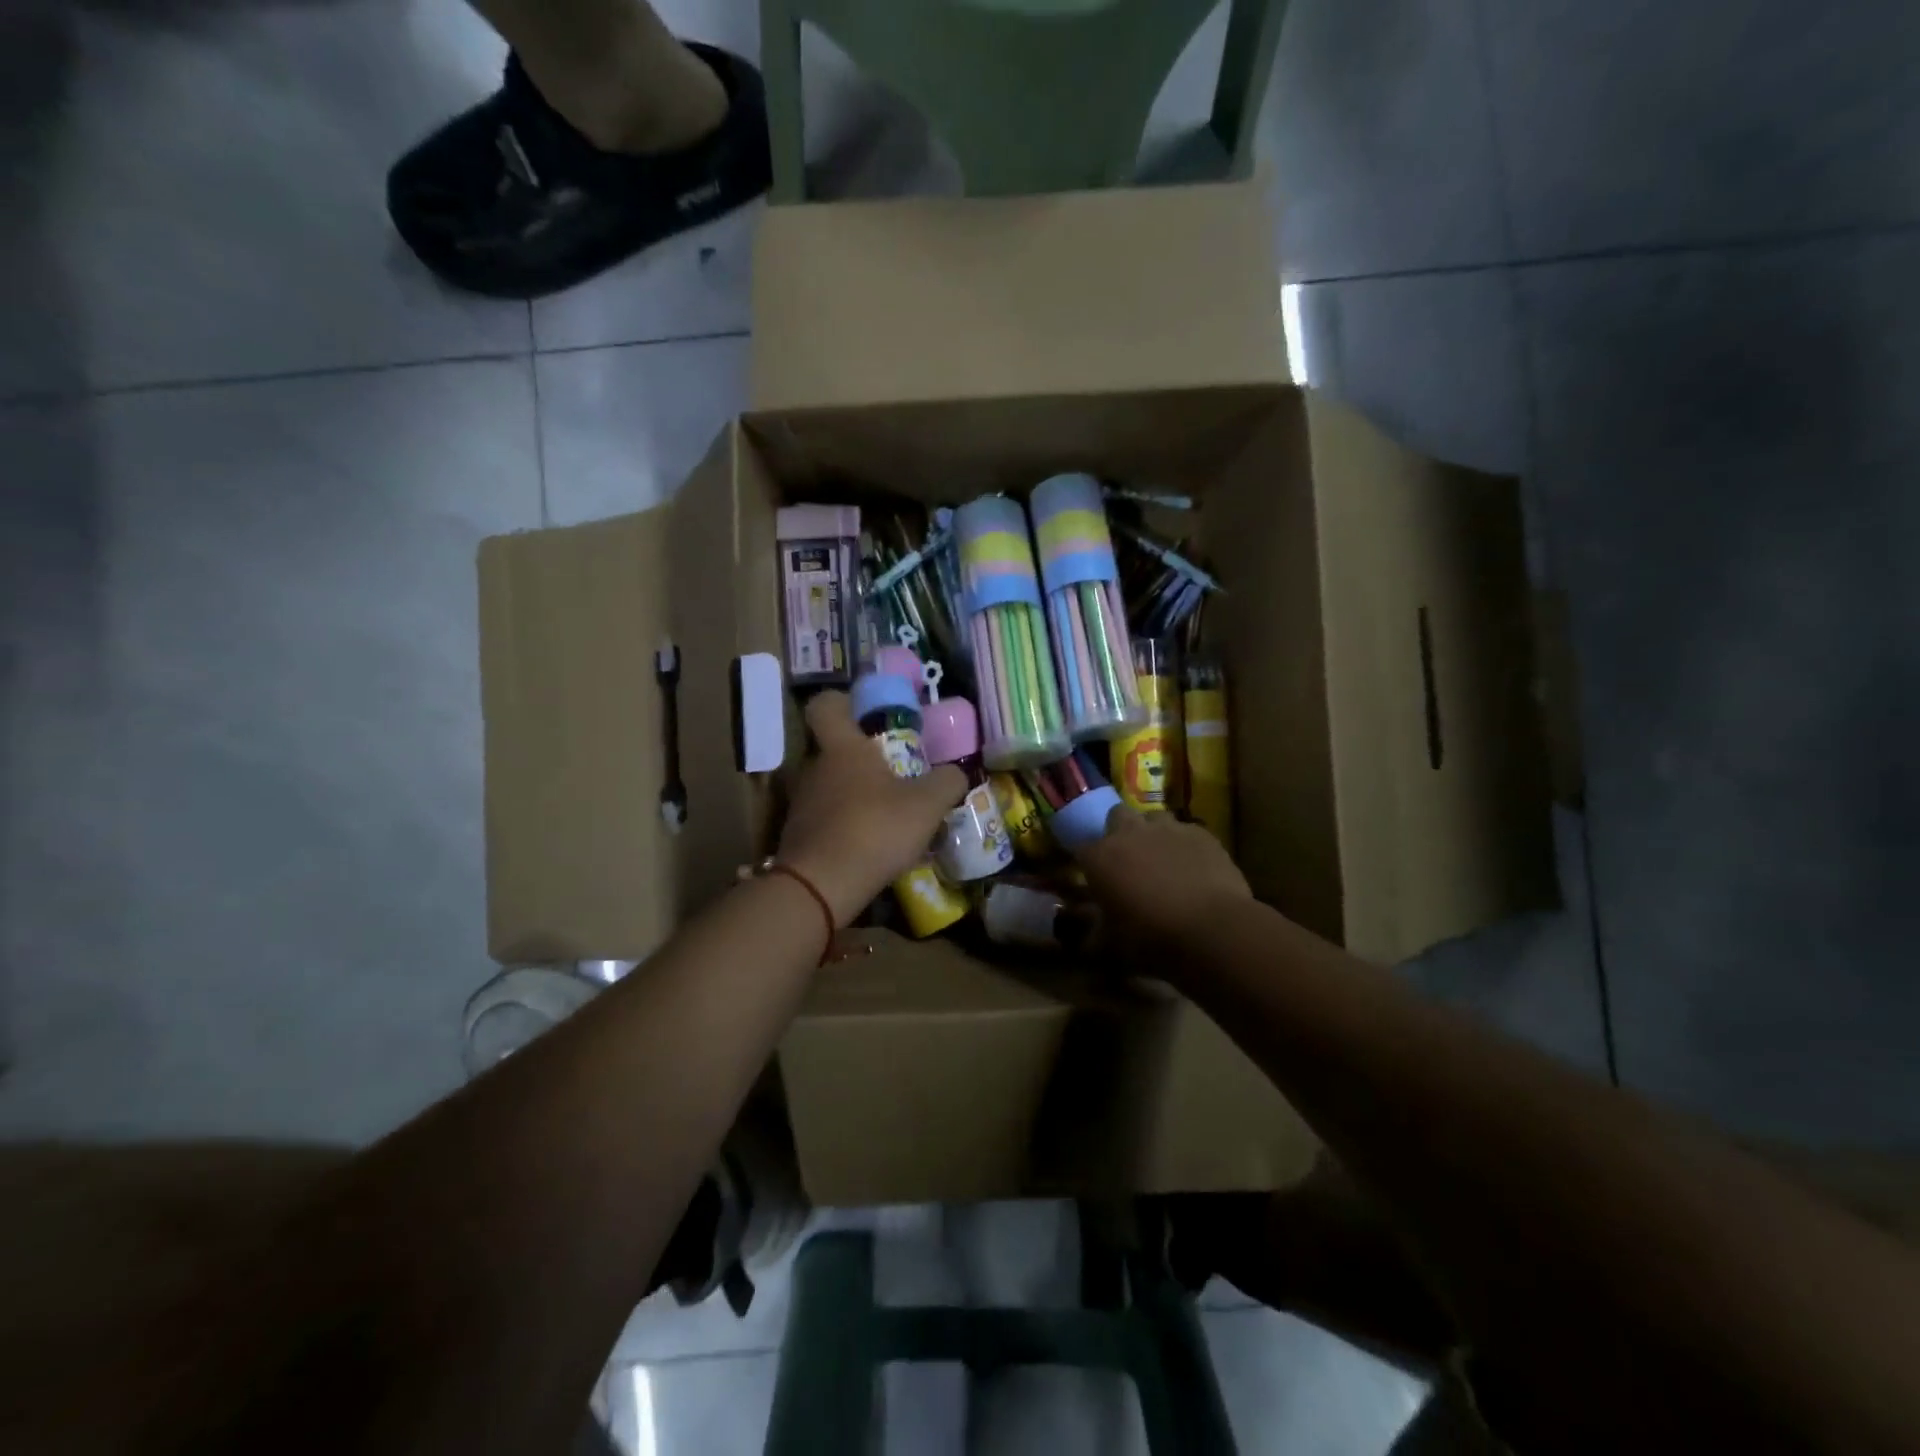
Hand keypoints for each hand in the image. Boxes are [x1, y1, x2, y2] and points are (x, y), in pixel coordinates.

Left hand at [775, 692, 967, 925]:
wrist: (820, 886)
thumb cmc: (874, 828)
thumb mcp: (927, 804)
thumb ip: (946, 782)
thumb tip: (956, 774)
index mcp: (842, 747)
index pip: (825, 705)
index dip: (843, 702)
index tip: (865, 713)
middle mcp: (814, 768)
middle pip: (833, 749)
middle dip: (861, 758)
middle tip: (894, 773)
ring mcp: (801, 803)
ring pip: (829, 786)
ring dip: (853, 795)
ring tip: (886, 815)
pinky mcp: (797, 836)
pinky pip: (824, 820)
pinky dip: (844, 826)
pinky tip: (869, 847)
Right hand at [1073, 805, 1251, 960]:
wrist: (1212, 931)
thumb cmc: (1152, 939)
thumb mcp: (1112, 945)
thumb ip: (1095, 934)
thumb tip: (1087, 939)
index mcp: (1100, 857)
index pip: (1082, 849)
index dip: (1089, 864)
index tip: (1095, 879)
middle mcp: (1129, 833)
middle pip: (1117, 817)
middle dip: (1119, 832)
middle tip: (1129, 860)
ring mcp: (1167, 829)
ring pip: (1154, 817)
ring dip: (1153, 833)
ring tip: (1162, 859)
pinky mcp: (1201, 834)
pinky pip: (1186, 832)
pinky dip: (1185, 845)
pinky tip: (1194, 866)